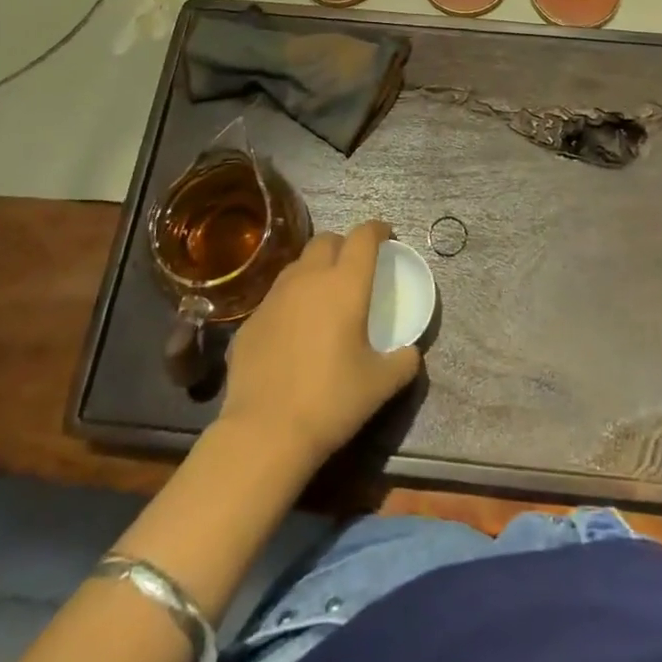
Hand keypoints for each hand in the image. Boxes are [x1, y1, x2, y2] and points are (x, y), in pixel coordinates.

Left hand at [220, 221, 420, 470]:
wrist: (265, 431)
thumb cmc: (331, 400)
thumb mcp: (380, 384)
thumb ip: (403, 362)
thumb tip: (411, 353)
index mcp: (345, 284)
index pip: (363, 237)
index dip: (377, 230)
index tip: (386, 235)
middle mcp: (308, 279)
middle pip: (326, 240)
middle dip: (343, 244)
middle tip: (354, 266)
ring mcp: (274, 297)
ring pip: (297, 265)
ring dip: (314, 269)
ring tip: (323, 295)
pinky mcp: (250, 321)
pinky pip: (275, 298)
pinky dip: (290, 302)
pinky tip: (293, 331)